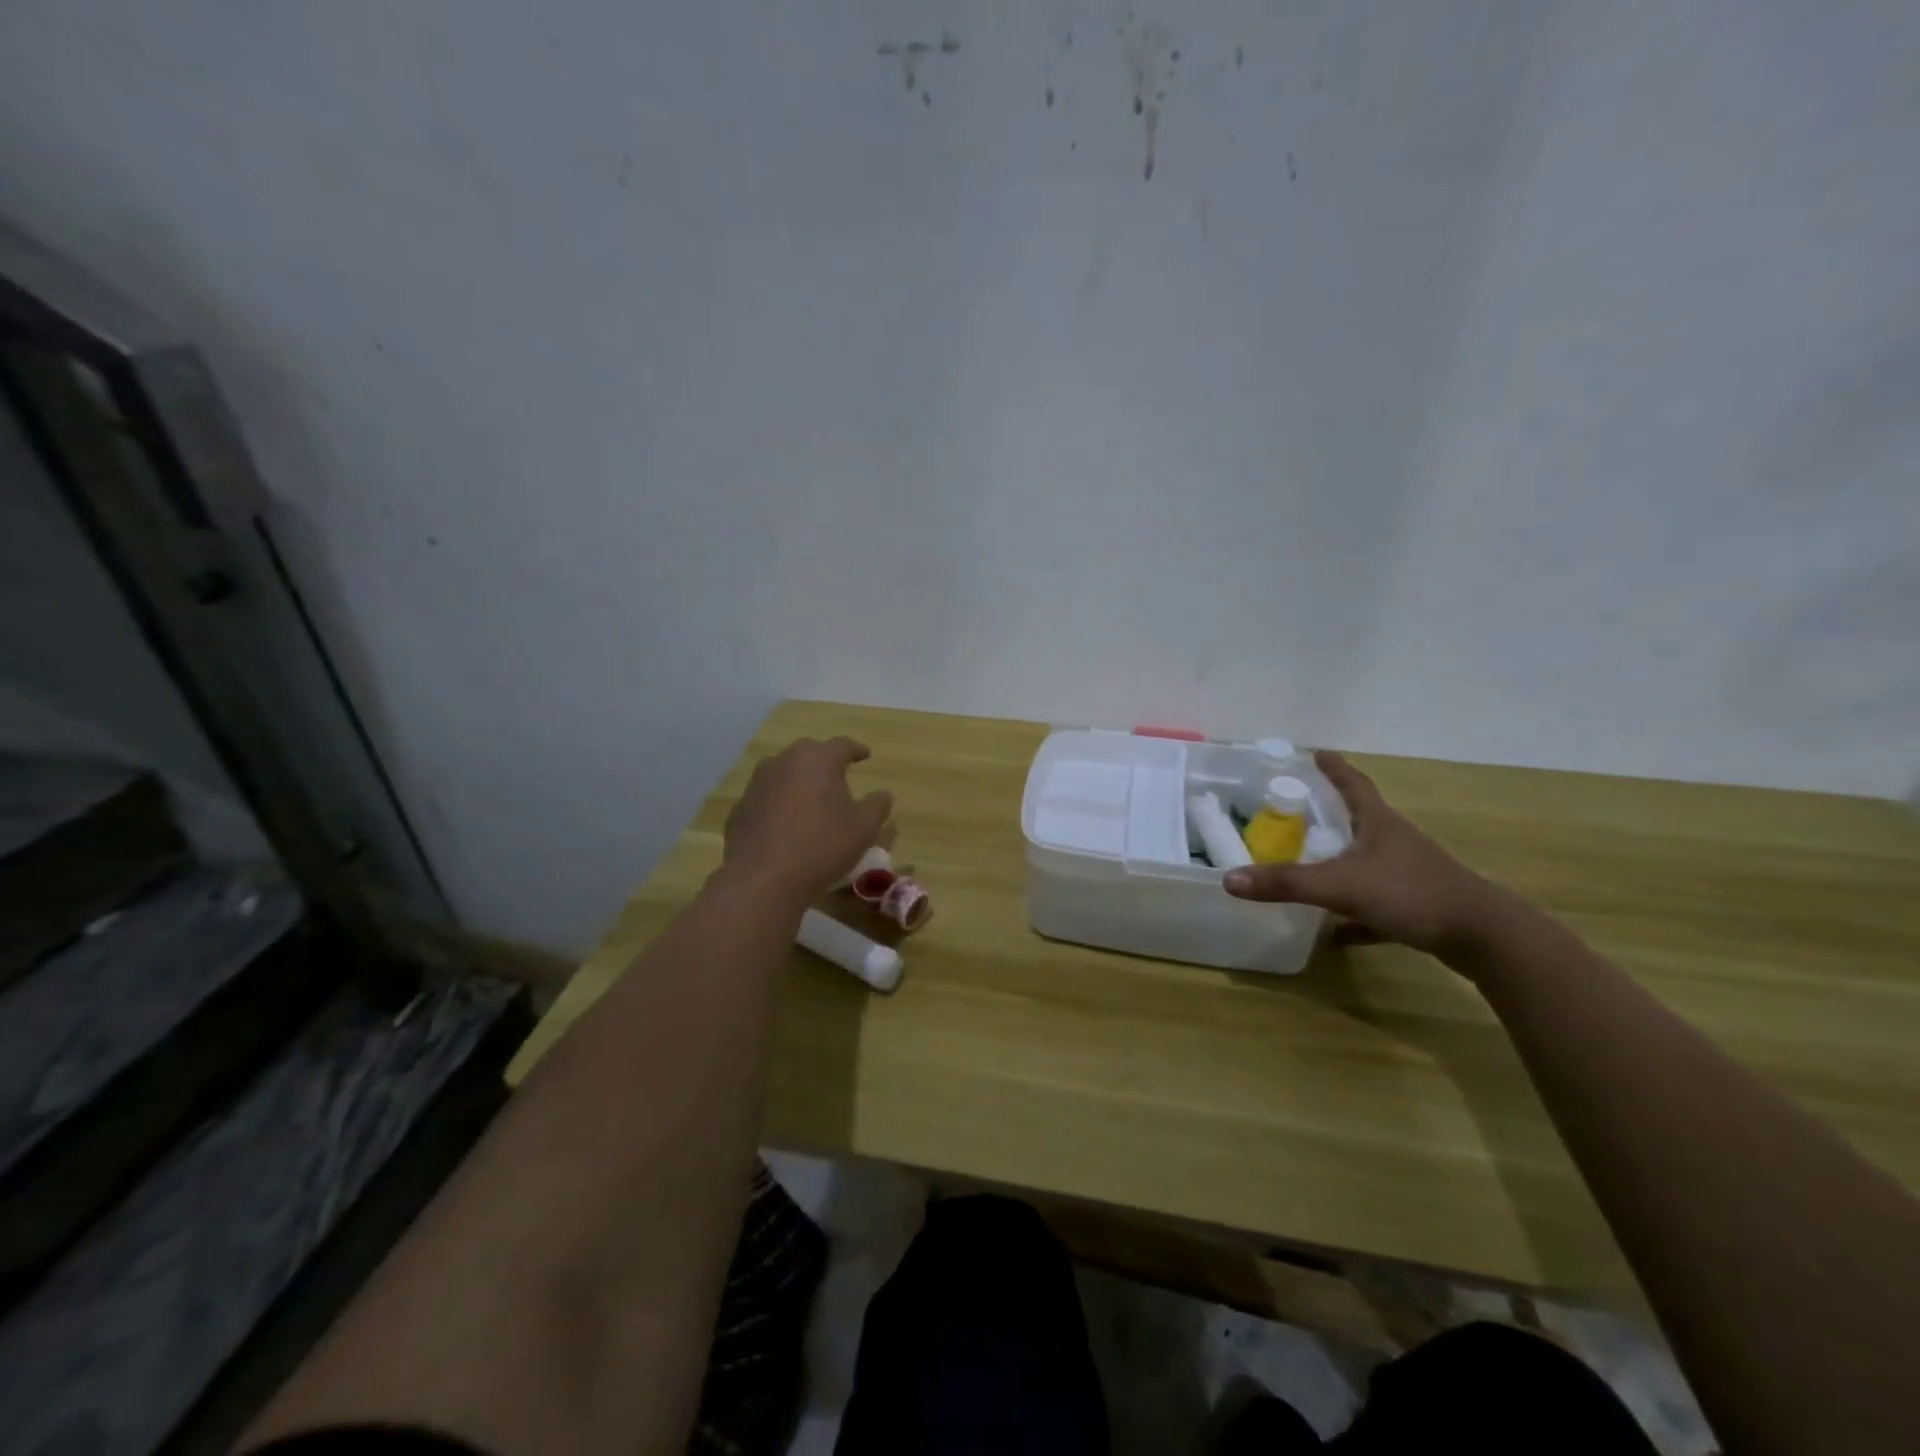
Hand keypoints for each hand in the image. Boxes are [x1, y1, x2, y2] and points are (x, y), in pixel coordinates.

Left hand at [723, 737, 892, 899]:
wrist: (764, 878)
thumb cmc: (823, 846)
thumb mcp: (864, 828)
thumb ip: (878, 806)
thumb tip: (885, 794)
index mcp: (817, 759)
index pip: (842, 745)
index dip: (856, 750)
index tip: (866, 755)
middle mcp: (784, 761)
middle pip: (809, 753)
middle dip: (825, 761)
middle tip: (838, 774)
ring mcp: (757, 783)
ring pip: (784, 772)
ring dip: (799, 780)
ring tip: (811, 798)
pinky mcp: (740, 808)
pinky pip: (767, 797)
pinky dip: (779, 803)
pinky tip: (786, 823)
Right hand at [1223, 750, 1508, 959]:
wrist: (1483, 937)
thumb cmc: (1411, 893)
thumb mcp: (1340, 886)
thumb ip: (1285, 883)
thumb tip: (1228, 879)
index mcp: (1378, 823)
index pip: (1353, 784)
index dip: (1334, 768)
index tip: (1317, 753)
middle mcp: (1394, 842)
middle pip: (1359, 820)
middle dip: (1330, 814)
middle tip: (1297, 810)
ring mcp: (1408, 874)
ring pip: (1366, 862)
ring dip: (1339, 862)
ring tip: (1307, 864)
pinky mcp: (1416, 906)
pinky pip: (1375, 905)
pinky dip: (1353, 914)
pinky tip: (1333, 932)